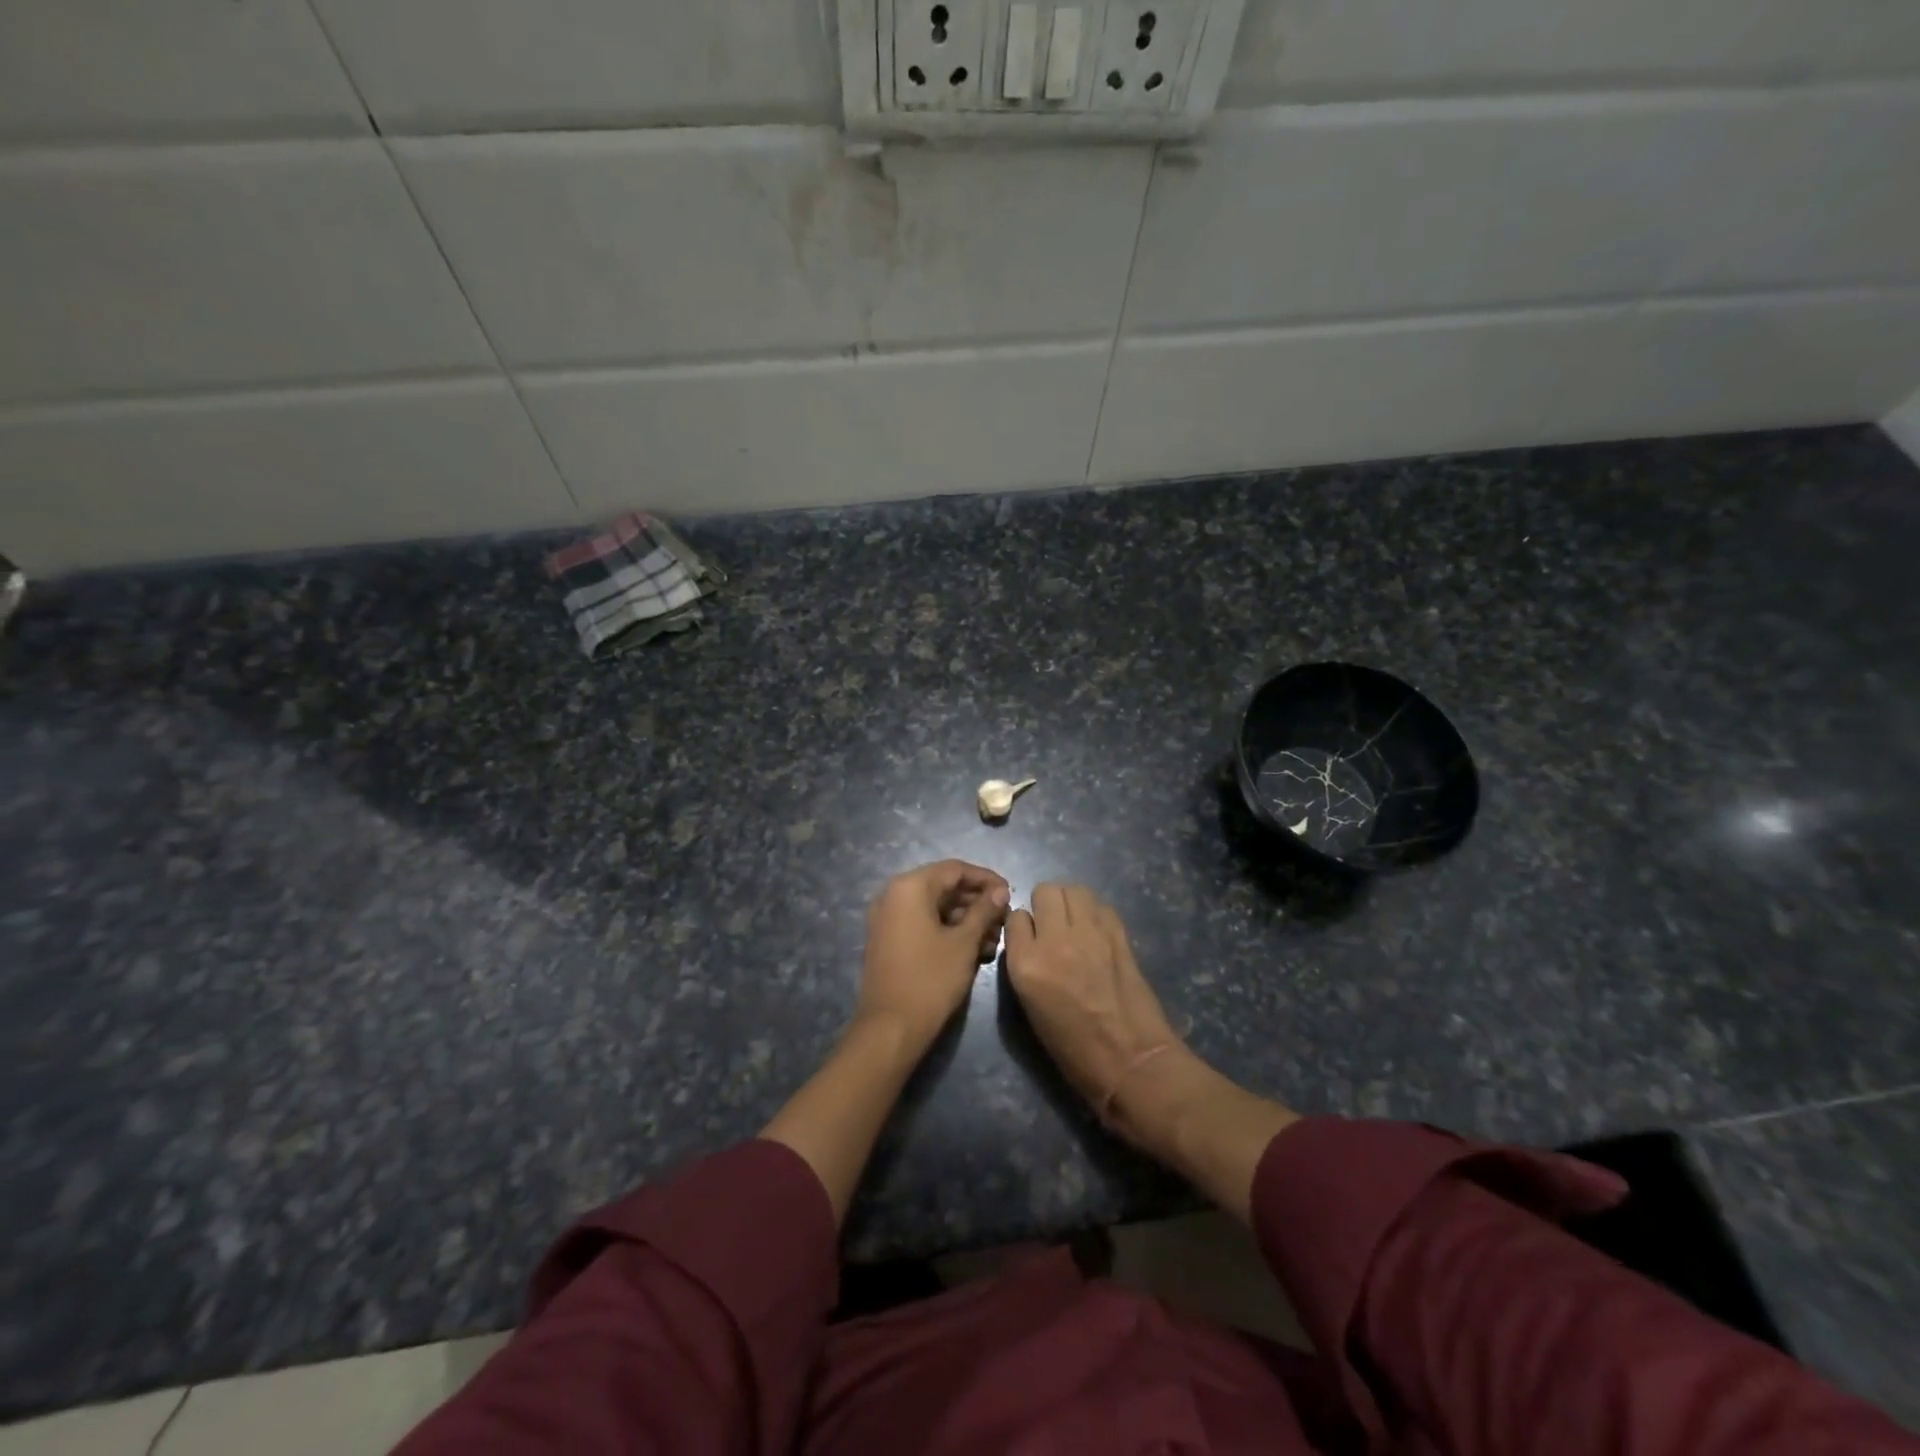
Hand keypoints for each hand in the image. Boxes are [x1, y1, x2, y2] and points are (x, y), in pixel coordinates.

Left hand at [858, 860, 1009, 1050]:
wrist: (891, 1028)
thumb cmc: (931, 979)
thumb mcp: (964, 942)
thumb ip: (984, 910)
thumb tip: (1000, 890)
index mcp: (909, 887)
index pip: (954, 869)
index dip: (986, 879)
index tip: (1010, 892)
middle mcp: (893, 895)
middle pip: (943, 887)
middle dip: (976, 902)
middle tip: (1004, 919)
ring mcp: (888, 918)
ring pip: (934, 907)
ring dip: (965, 919)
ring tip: (994, 939)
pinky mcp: (888, 940)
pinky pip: (922, 923)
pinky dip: (947, 930)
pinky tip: (974, 949)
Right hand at [1004, 884, 1185, 1130]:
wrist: (1129, 1060)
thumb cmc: (1073, 1048)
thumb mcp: (1031, 1006)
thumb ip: (1026, 964)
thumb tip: (1031, 940)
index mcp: (1026, 964)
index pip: (1015, 918)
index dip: (1022, 926)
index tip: (1029, 938)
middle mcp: (1055, 940)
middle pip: (1045, 891)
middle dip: (1045, 904)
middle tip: (1052, 925)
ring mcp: (1090, 934)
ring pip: (1075, 889)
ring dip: (1070, 902)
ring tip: (1074, 922)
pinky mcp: (1119, 936)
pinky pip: (1101, 906)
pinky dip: (1095, 913)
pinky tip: (1097, 932)